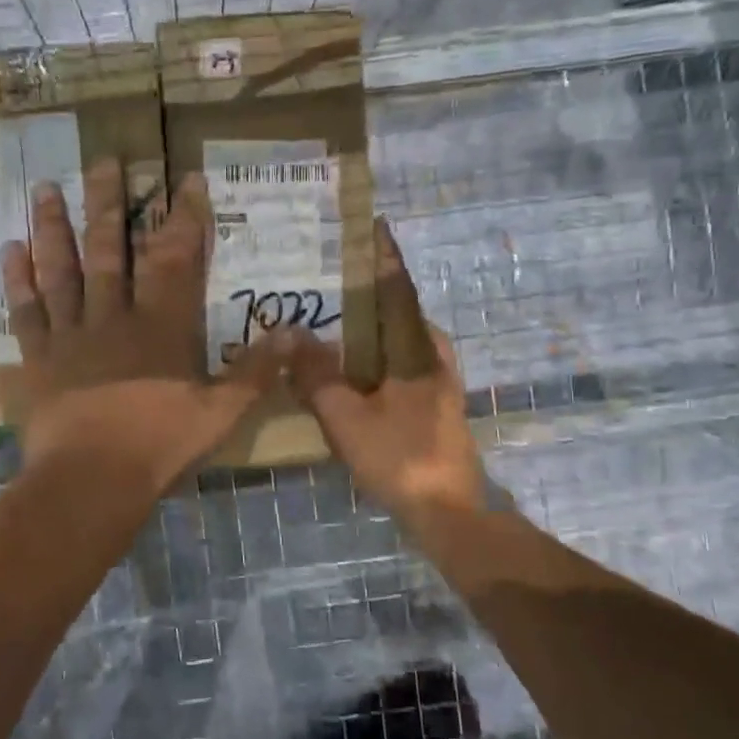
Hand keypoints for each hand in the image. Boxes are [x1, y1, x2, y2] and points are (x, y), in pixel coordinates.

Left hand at [1, 158, 284, 494]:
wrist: (92, 480)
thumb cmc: (160, 445)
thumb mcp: (222, 413)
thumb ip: (256, 371)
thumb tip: (296, 332)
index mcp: (160, 327)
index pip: (175, 259)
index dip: (183, 218)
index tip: (184, 179)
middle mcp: (113, 317)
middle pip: (111, 250)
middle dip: (110, 203)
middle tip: (105, 160)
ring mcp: (71, 334)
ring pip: (62, 269)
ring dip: (54, 227)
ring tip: (45, 187)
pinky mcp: (39, 357)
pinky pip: (26, 310)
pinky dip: (17, 279)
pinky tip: (9, 248)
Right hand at [289, 218, 488, 530]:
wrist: (447, 511)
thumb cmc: (399, 457)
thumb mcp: (346, 417)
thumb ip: (316, 375)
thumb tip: (291, 332)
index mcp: (417, 349)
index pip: (398, 289)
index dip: (384, 257)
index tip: (373, 226)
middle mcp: (432, 356)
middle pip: (399, 312)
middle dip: (370, 292)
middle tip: (333, 280)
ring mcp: (436, 382)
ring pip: (399, 341)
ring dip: (370, 328)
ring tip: (332, 321)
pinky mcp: (432, 405)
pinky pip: (398, 365)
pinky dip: (374, 357)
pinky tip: (349, 370)